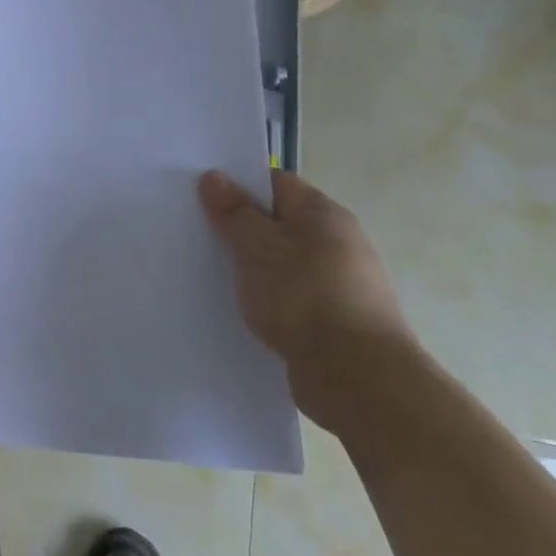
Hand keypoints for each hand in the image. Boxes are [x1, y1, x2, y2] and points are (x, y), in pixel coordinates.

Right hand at [198, 168, 417, 432]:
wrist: (357, 378)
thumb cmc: (305, 298)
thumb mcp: (258, 247)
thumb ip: (234, 212)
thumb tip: (215, 177)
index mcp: (323, 214)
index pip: (275, 183)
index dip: (238, 185)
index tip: (201, 197)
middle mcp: (336, 242)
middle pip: (278, 223)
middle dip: (240, 228)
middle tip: (198, 235)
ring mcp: (338, 283)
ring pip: (282, 262)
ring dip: (252, 267)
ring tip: (212, 275)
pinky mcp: (333, 320)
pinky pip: (289, 296)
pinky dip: (267, 298)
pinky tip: (241, 309)